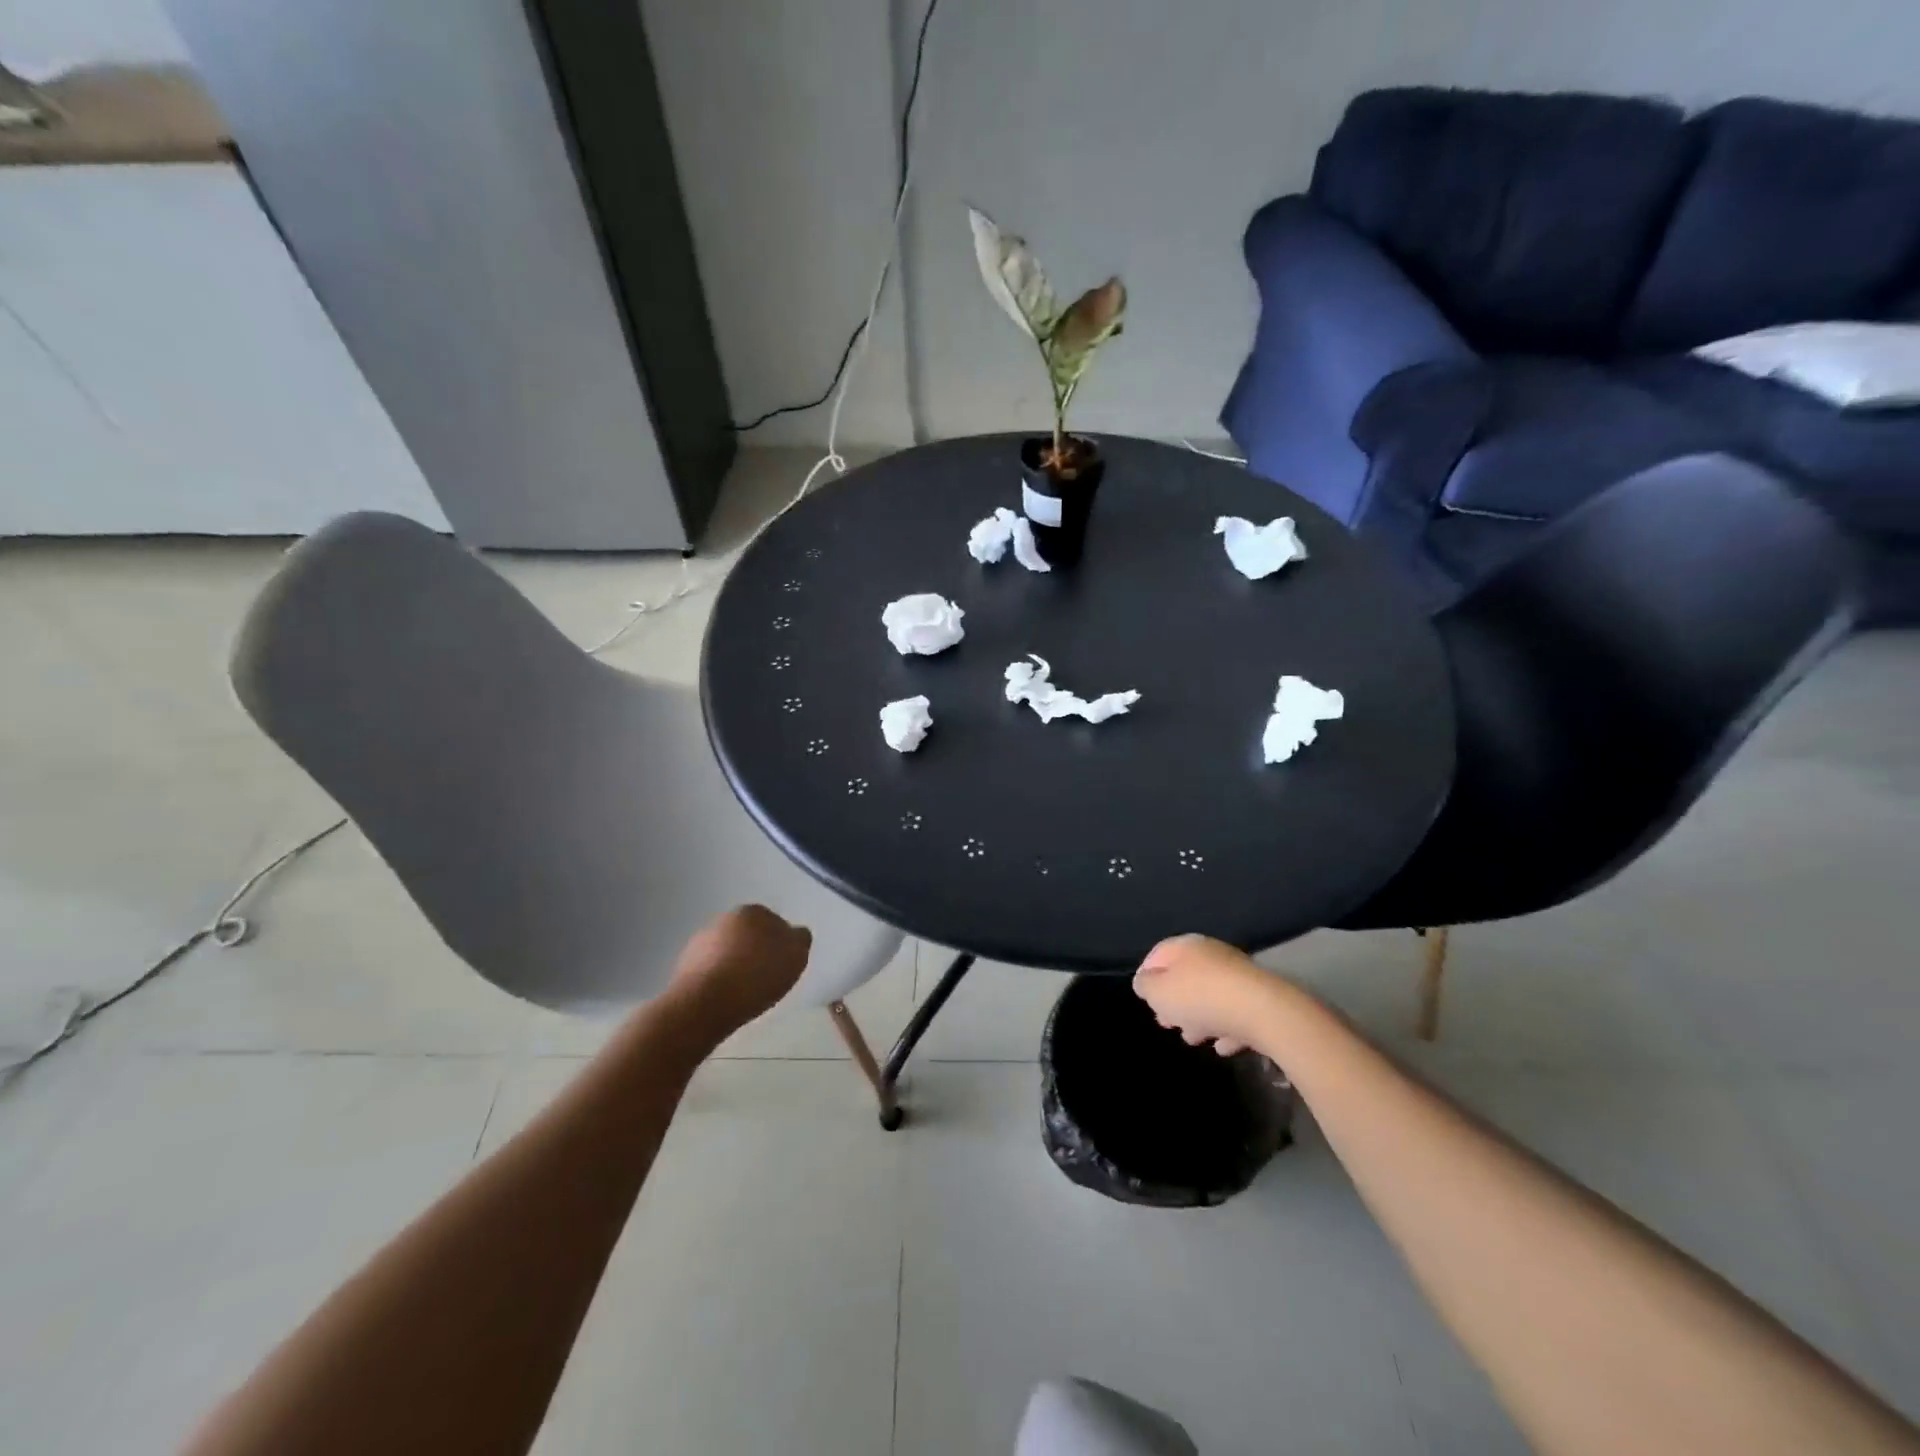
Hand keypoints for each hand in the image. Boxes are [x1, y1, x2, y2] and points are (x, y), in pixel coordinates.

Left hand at [666, 905, 811, 1039]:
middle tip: (766, 978)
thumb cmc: (756, 976)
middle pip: (749, 935)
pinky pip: (710, 970)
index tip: (783, 965)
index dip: (781, 944)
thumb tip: (795, 933)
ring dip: (736, 965)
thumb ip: (800, 939)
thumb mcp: (795, 956)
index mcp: (753, 911)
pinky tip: (725, 998)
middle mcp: (724, 919)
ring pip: (728, 951)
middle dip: (756, 952)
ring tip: (745, 993)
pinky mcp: (684, 965)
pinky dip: (718, 980)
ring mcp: (700, 941)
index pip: (774, 922)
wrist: (704, 1004)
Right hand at [1132, 935, 1286, 1056]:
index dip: (1147, 975)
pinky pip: (1235, 1012)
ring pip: (1210, 995)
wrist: (1263, 1011)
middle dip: (1174, 1001)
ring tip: (1193, 1039)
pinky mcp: (1259, 999)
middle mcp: (1212, 955)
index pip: (1158, 954)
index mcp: (1186, 947)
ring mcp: (1238, 976)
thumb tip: (1144, 982)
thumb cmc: (1200, 997)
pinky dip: (1226, 1027)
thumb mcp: (1158, 992)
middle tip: (1166, 1023)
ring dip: (1199, 1017)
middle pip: (1185, 976)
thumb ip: (1145, 986)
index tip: (1144, 999)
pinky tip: (1223, 1046)